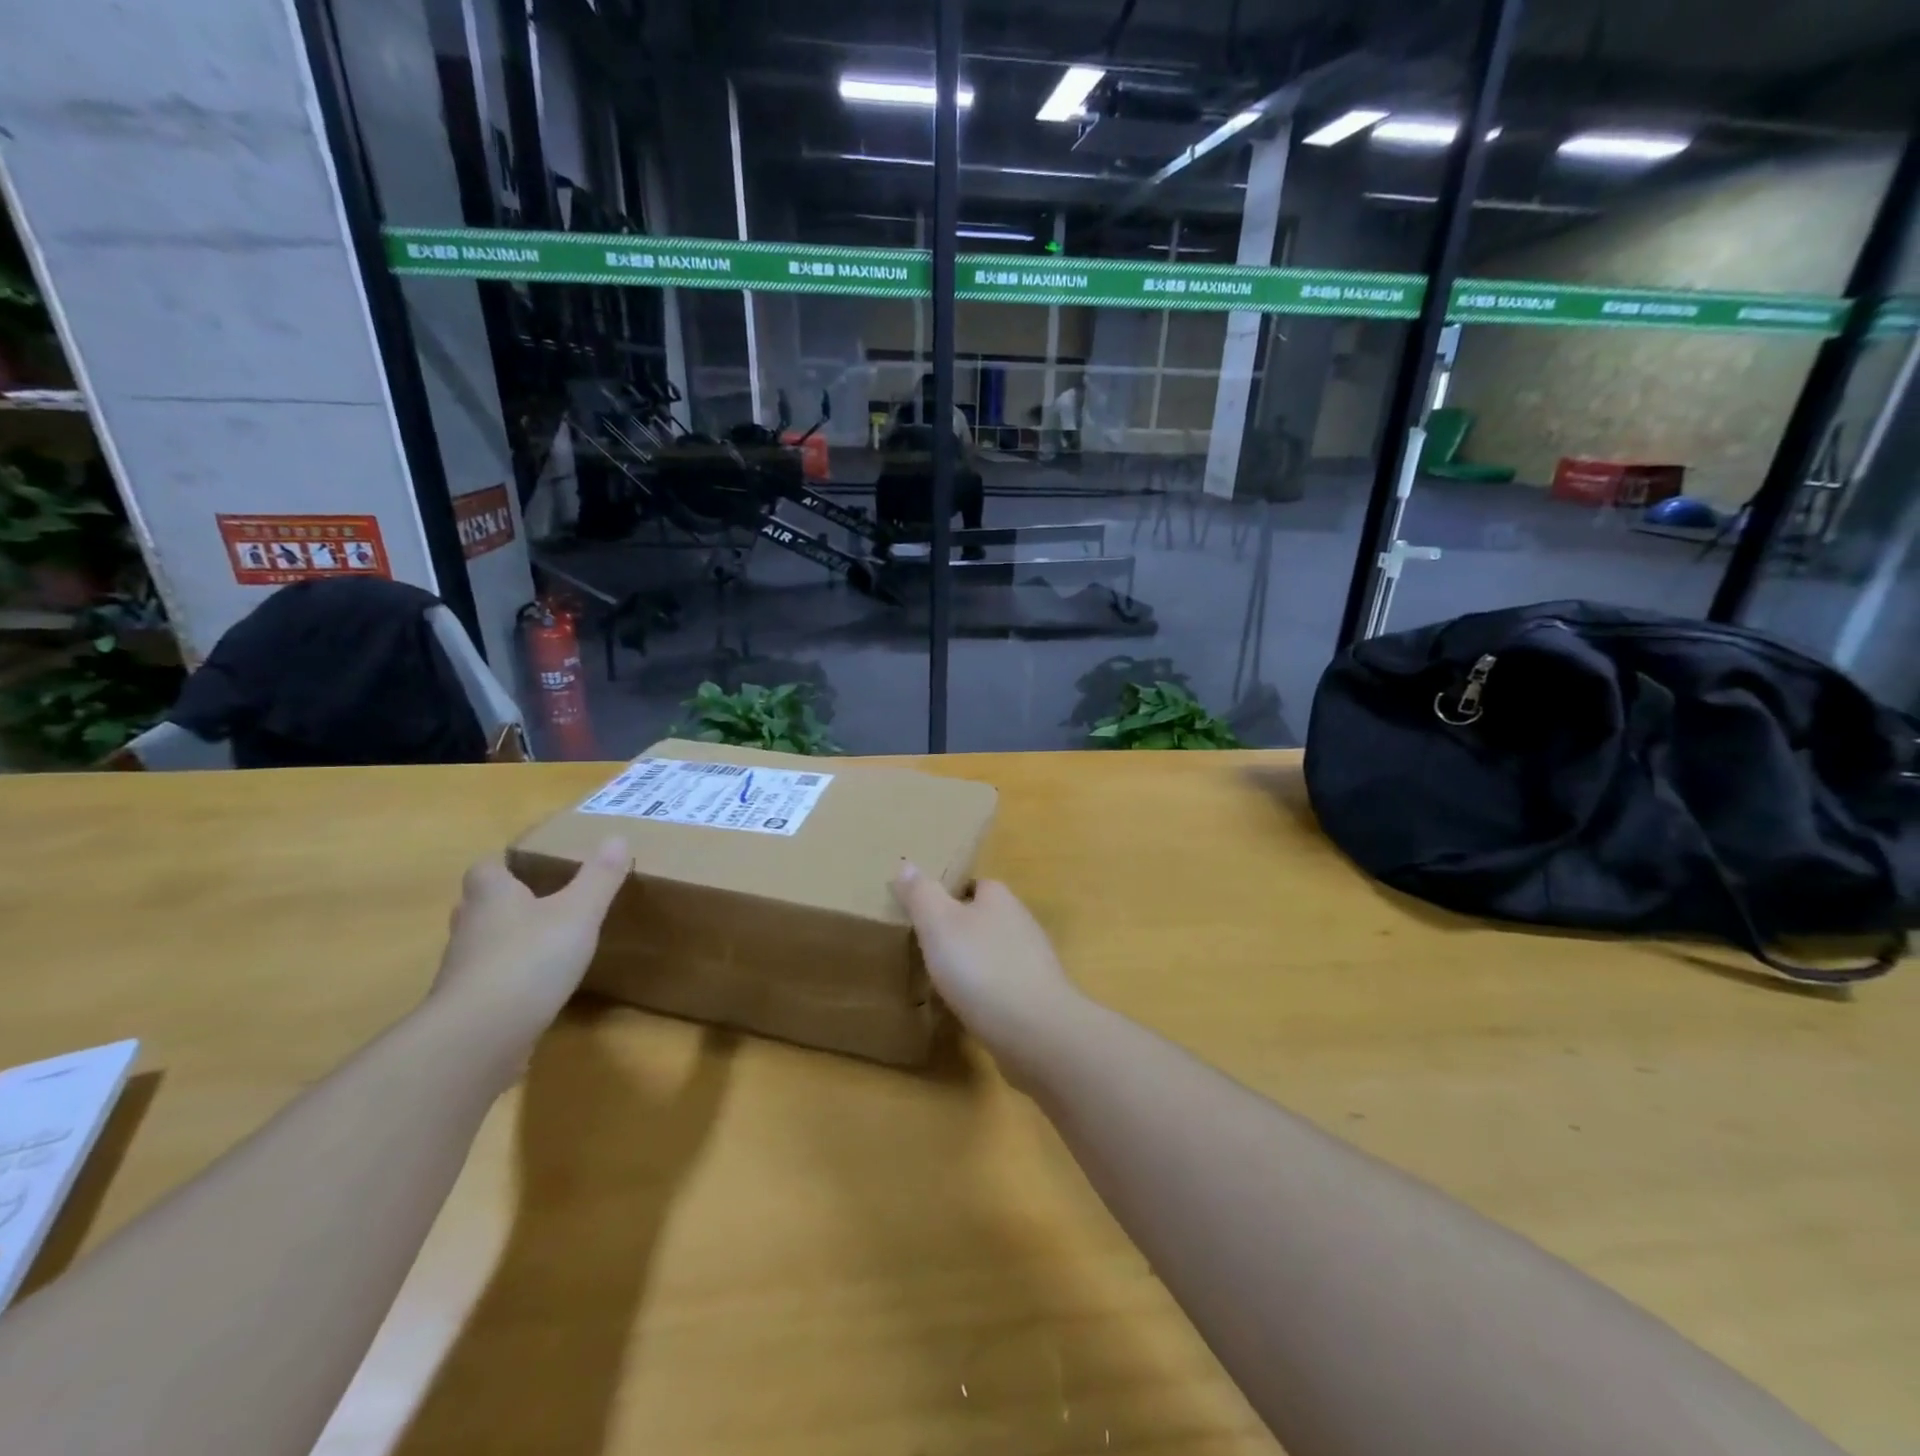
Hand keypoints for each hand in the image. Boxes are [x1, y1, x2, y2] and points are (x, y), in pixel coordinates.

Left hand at [432, 837, 631, 1037]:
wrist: (479, 1037)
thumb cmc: (529, 959)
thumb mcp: (579, 912)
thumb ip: (599, 877)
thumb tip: (617, 837)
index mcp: (492, 896)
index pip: (487, 868)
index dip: (506, 865)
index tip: (532, 867)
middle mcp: (469, 928)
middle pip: (479, 906)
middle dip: (505, 903)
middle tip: (541, 903)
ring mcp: (462, 972)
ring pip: (482, 946)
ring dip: (506, 944)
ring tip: (545, 947)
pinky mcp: (466, 1009)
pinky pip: (487, 985)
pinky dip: (507, 984)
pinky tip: (536, 991)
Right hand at [891, 864, 1086, 1083]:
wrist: (1035, 1030)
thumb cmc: (980, 966)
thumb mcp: (938, 924)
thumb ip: (921, 894)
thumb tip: (907, 864)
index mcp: (999, 898)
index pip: (974, 885)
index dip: (949, 896)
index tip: (924, 914)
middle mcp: (1021, 922)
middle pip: (985, 919)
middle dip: (961, 932)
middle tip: (928, 949)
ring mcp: (1033, 961)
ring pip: (995, 953)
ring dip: (974, 964)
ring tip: (943, 981)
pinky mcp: (1037, 996)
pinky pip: (1004, 986)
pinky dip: (987, 993)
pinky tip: (968, 1009)